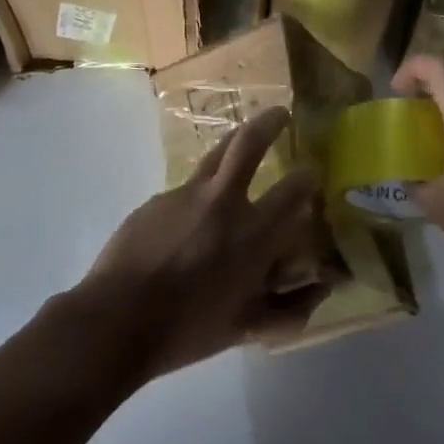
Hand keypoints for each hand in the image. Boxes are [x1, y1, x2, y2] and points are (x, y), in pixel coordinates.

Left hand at [77, 107, 329, 380]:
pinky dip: (199, 194)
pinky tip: (190, 220)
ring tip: (244, 137)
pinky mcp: (158, 199)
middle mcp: (223, 201)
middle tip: (282, 113)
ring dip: (236, 138)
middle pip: (249, 143)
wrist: (116, 320)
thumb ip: (290, 308)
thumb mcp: (246, 326)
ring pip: (217, 152)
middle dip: (270, 122)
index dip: (308, 177)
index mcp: (252, 233)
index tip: (313, 172)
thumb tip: (327, 287)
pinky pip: (187, 189)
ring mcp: (186, 194)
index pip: (294, 189)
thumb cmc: (187, 329)